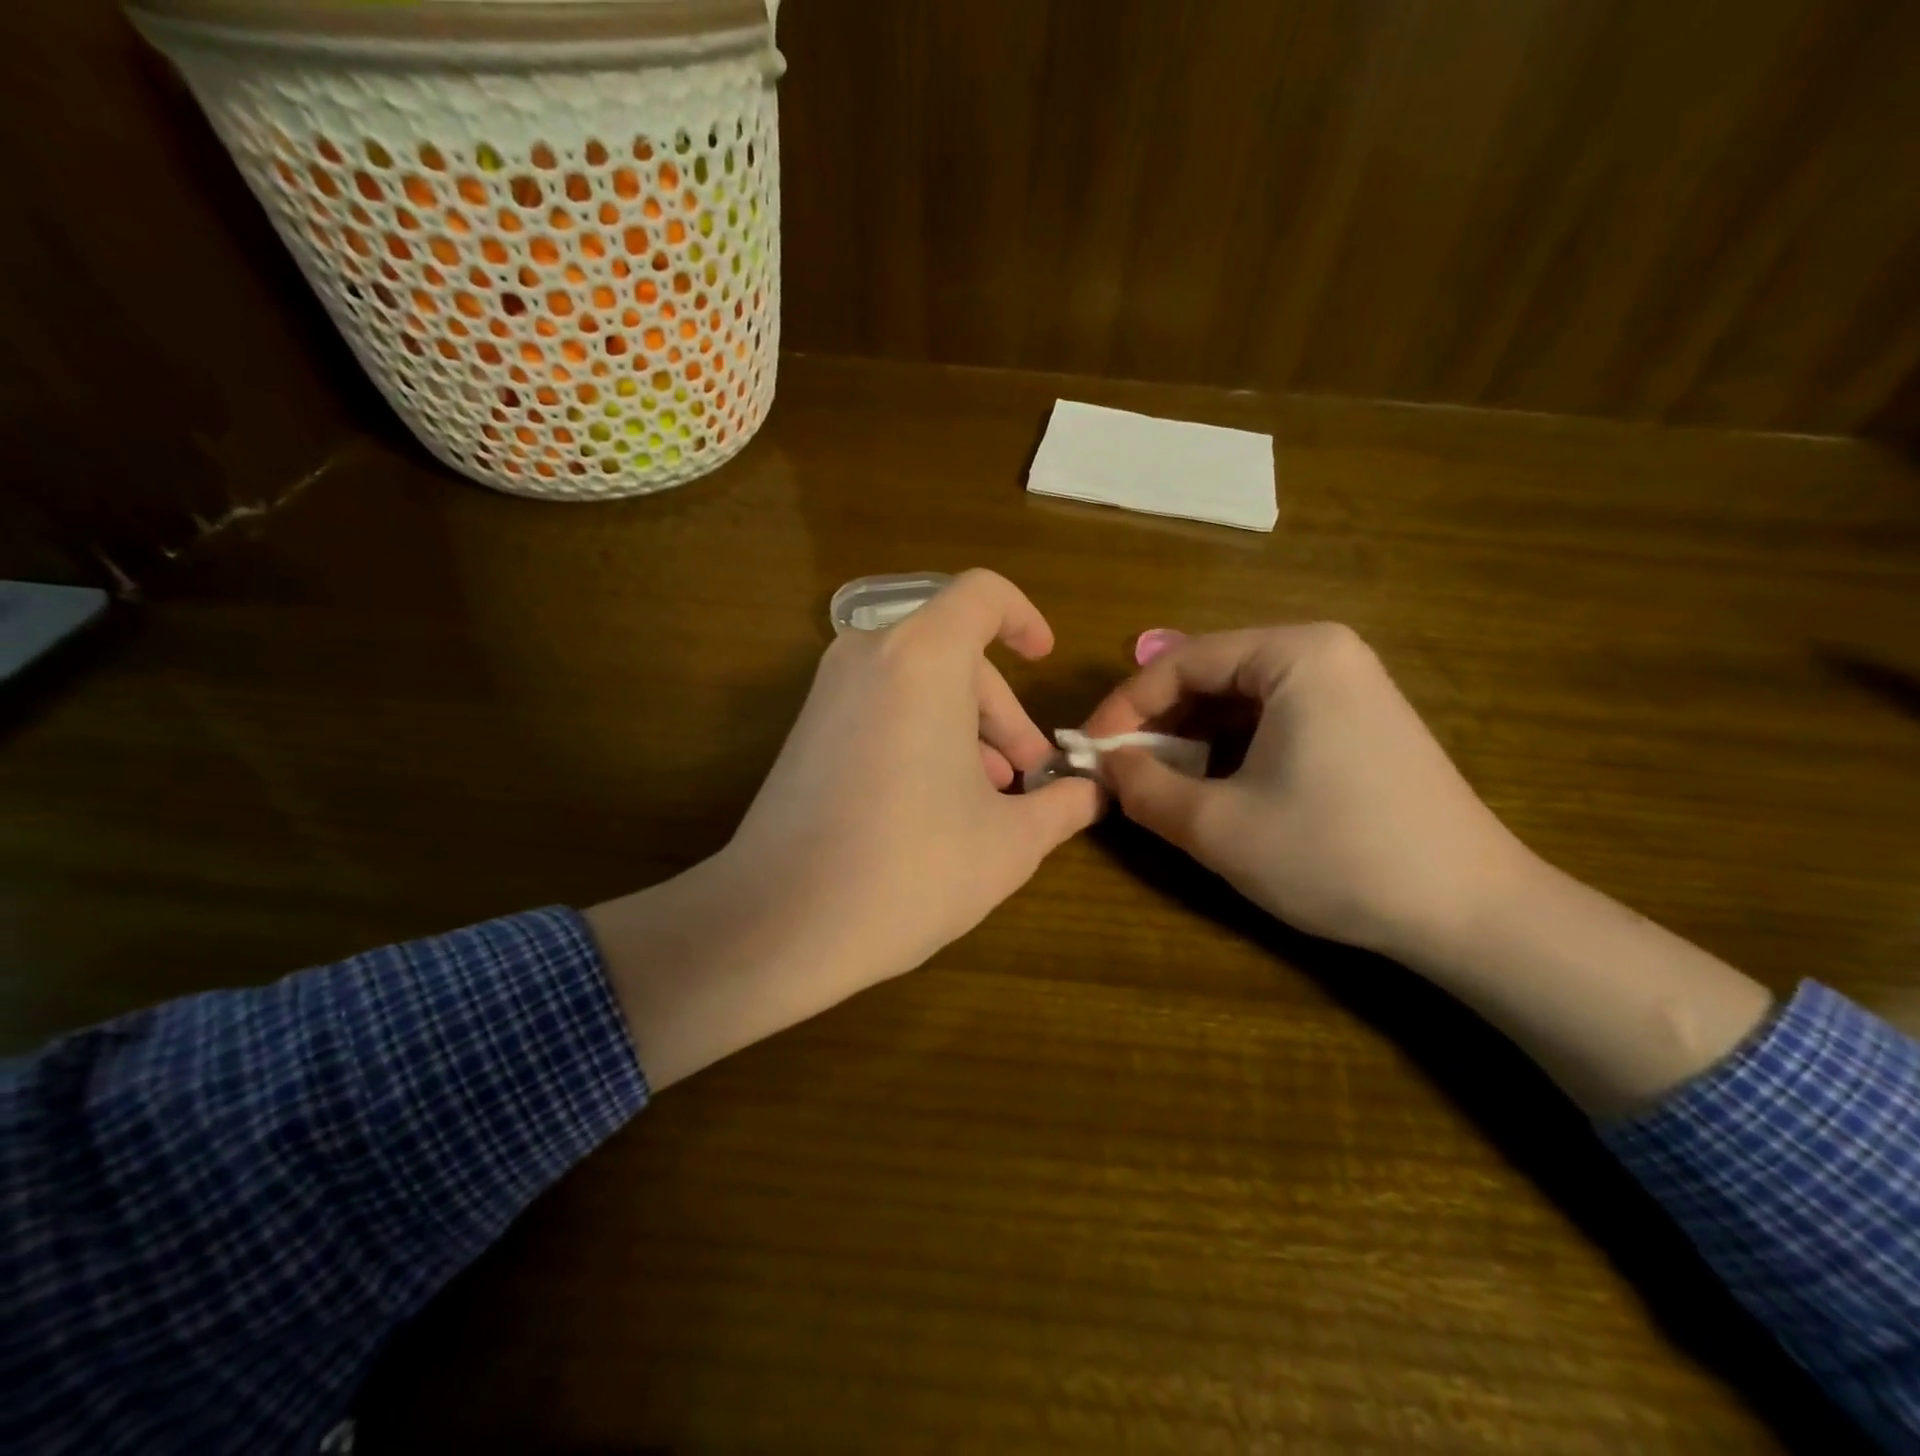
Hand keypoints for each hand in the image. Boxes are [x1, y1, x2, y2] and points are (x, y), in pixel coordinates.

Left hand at [590, 570, 1099, 1087]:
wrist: (779, 922)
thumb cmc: (912, 869)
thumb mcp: (1009, 842)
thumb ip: (1062, 805)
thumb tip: (1092, 794)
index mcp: (924, 658)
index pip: (982, 594)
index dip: (1023, 618)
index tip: (1044, 661)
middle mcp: (868, 655)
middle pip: (955, 652)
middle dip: (1001, 710)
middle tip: (1026, 778)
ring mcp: (827, 691)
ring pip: (917, 682)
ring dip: (964, 727)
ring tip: (987, 799)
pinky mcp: (805, 729)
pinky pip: (880, 705)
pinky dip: (919, 734)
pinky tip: (934, 804)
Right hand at [1085, 624, 1772, 1112]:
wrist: (1470, 912)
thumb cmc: (1335, 854)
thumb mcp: (1218, 826)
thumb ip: (1143, 788)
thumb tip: (1101, 766)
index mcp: (1294, 654)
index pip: (1180, 662)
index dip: (1124, 707)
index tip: (1089, 751)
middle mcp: (1324, 652)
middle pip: (1210, 674)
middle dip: (1157, 723)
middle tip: (1118, 770)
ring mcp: (1350, 685)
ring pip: (1239, 699)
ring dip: (1189, 738)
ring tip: (1157, 782)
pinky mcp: (1360, 722)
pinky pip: (1273, 718)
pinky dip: (1230, 748)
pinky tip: (1213, 785)